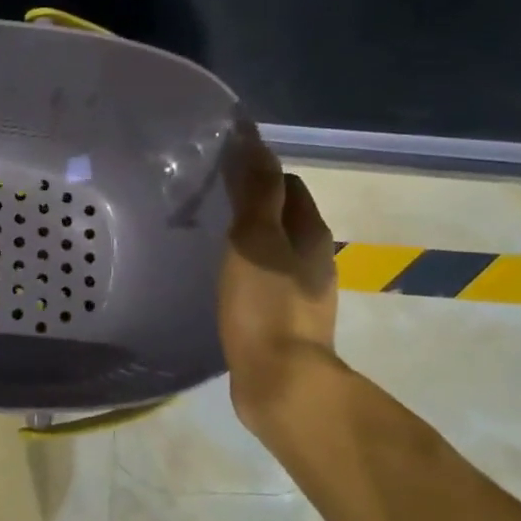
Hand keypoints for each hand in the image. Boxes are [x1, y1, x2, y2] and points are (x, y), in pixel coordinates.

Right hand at [217, 121, 339, 430]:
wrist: (280, 381)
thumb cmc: (265, 304)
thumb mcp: (256, 238)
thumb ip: (256, 191)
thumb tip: (254, 139)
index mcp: (310, 233)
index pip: (287, 184)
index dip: (259, 171)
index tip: (221, 170)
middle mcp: (313, 259)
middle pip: (284, 216)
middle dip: (253, 204)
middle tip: (207, 202)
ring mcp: (301, 293)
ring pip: (273, 250)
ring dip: (248, 239)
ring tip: (207, 239)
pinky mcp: (284, 321)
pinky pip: (264, 281)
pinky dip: (245, 270)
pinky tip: (220, 280)